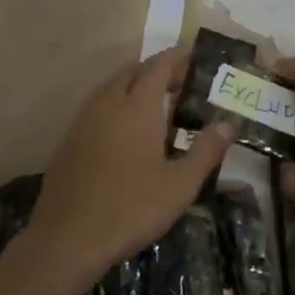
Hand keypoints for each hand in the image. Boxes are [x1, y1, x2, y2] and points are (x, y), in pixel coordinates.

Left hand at [28, 46, 231, 284]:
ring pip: (110, 86)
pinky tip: (125, 130)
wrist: (66, 239)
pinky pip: (96, 106)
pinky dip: (115, 103)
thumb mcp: (180, 185)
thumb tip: (228, 124)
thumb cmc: (131, 208)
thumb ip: (206, 151)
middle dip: (156, 69)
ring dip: (133, 84)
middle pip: (132, 71)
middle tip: (179, 82)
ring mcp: (83, 121)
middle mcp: (107, 104)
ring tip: (155, 103)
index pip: (158, 66)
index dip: (176, 57)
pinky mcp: (68, 141)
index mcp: (136, 107)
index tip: (193, 55)